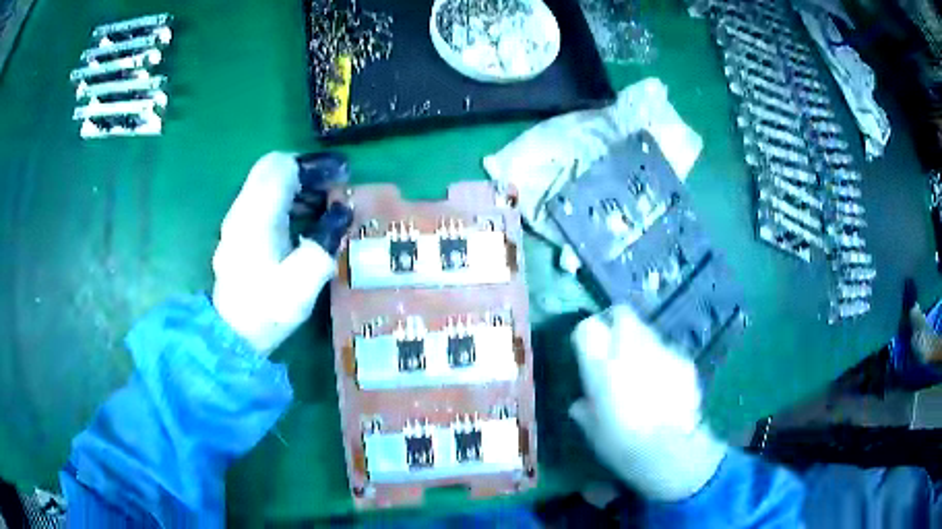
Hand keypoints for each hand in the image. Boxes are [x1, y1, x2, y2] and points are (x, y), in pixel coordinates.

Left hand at [212, 152, 353, 355]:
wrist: (232, 334)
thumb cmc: (266, 310)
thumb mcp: (301, 284)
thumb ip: (323, 243)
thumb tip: (342, 211)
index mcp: (256, 217)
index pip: (281, 166)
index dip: (313, 165)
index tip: (341, 176)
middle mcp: (242, 209)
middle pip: (272, 167)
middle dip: (306, 170)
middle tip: (333, 187)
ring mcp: (238, 219)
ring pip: (267, 181)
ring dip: (297, 184)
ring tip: (325, 204)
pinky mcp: (239, 230)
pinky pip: (264, 198)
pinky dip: (287, 198)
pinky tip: (304, 219)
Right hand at [568, 305, 727, 500]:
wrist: (668, 451)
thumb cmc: (621, 444)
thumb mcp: (593, 431)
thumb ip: (585, 410)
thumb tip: (582, 403)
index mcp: (601, 366)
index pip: (587, 327)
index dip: (587, 335)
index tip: (587, 348)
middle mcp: (631, 349)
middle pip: (622, 314)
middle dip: (616, 322)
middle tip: (614, 345)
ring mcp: (662, 352)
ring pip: (648, 331)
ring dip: (641, 343)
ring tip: (643, 369)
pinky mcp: (684, 361)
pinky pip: (668, 351)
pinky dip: (662, 361)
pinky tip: (664, 385)